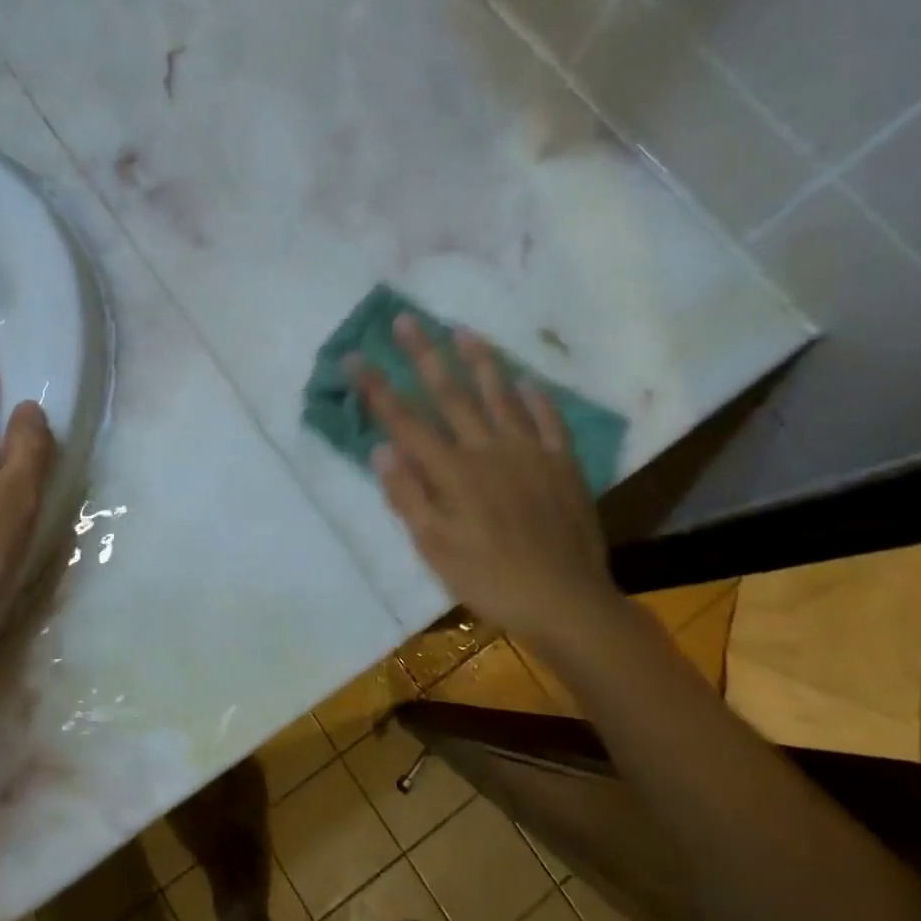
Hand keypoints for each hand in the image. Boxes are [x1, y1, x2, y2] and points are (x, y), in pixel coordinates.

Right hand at [355, 316, 625, 644]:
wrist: (565, 600)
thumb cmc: (489, 578)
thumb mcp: (434, 548)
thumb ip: (407, 496)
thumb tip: (380, 449)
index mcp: (452, 471)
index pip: (405, 421)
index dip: (377, 388)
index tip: (355, 358)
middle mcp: (487, 449)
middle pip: (450, 394)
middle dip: (423, 355)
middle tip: (406, 319)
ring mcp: (529, 452)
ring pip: (500, 395)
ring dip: (479, 361)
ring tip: (462, 331)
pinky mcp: (563, 464)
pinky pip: (549, 421)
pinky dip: (535, 398)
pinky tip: (526, 381)